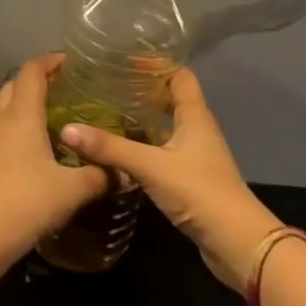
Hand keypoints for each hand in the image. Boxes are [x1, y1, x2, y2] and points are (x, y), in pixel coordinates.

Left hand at [0, 54, 109, 260]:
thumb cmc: (28, 200)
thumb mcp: (72, 189)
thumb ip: (98, 176)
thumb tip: (120, 173)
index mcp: (22, 114)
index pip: (32, 71)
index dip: (50, 61)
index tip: (70, 61)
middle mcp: (1, 119)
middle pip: (14, 85)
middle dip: (37, 80)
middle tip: (63, 88)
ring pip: (5, 107)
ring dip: (24, 104)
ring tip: (52, 117)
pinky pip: (1, 131)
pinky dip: (17, 127)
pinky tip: (35, 148)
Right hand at [59, 66, 279, 290]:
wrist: (238, 244)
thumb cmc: (200, 193)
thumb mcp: (151, 166)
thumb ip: (110, 148)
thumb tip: (67, 129)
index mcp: (195, 117)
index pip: (179, 76)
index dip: (156, 65)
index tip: (124, 60)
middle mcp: (198, 131)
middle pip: (172, 99)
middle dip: (143, 90)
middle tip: (108, 85)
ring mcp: (196, 156)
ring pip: (167, 126)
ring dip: (142, 118)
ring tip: (107, 112)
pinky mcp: (191, 179)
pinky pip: (163, 150)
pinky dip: (143, 144)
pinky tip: (120, 150)